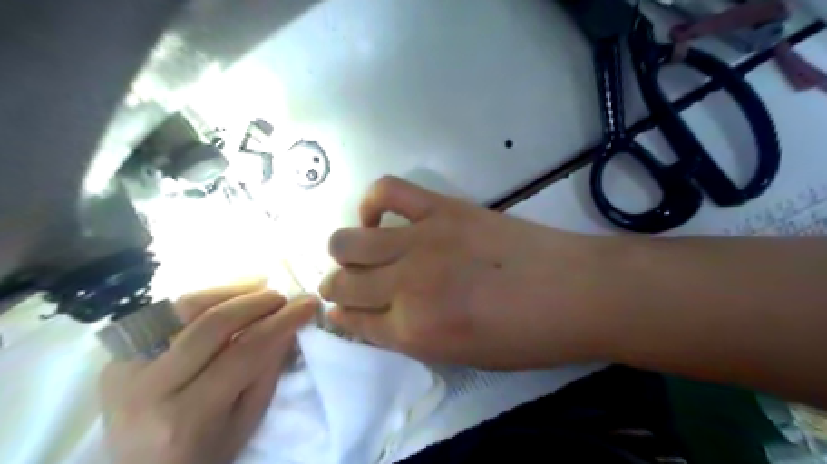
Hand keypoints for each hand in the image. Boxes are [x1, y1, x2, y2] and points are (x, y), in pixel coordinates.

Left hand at [102, 282, 318, 463]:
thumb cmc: (205, 451)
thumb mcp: (246, 420)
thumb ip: (268, 370)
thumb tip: (289, 324)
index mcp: (186, 417)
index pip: (244, 353)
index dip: (282, 322)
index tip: (308, 304)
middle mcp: (148, 389)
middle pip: (212, 325)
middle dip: (256, 302)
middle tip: (282, 297)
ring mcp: (123, 368)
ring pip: (184, 308)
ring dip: (231, 291)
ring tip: (260, 286)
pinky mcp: (116, 355)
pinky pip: (166, 313)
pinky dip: (204, 299)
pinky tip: (228, 296)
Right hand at [317, 177, 604, 369]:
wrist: (575, 292)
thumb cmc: (523, 337)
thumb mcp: (459, 357)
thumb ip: (410, 336)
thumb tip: (376, 315)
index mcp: (412, 333)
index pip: (352, 323)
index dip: (339, 317)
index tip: (338, 311)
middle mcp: (406, 287)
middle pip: (341, 282)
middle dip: (336, 286)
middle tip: (349, 284)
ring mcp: (421, 241)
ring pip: (347, 241)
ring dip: (344, 251)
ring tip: (361, 252)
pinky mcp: (441, 208)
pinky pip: (387, 191)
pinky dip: (371, 202)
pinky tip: (378, 216)